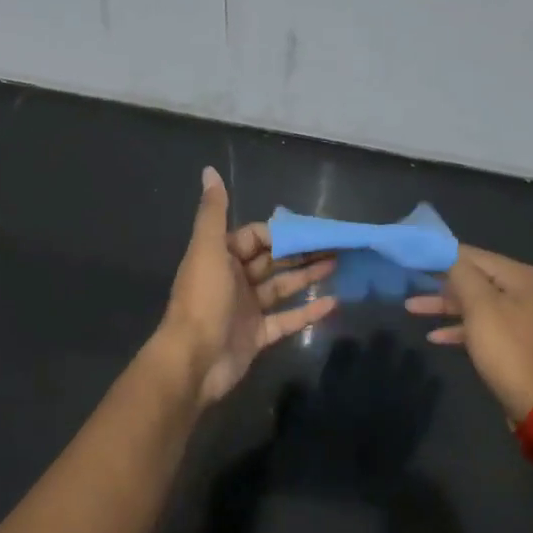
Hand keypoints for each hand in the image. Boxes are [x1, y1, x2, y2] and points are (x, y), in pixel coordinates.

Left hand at [158, 167, 337, 404]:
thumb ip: (213, 212)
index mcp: (221, 257)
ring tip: (339, 265)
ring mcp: (247, 310)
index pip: (256, 237)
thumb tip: (209, 170)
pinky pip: (287, 320)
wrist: (193, 361)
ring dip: (308, 276)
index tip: (313, 228)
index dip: (283, 232)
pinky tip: (334, 302)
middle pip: (273, 261)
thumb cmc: (202, 300)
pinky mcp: (258, 336)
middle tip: (336, 245)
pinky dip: (308, 311)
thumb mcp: (207, 249)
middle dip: (301, 252)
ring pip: (282, 287)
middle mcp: (234, 280)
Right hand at [406, 246, 532, 421]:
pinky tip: (435, 337)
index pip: (475, 256)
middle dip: (442, 284)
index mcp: (522, 277)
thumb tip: (449, 255)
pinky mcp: (516, 342)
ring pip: (477, 304)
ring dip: (446, 307)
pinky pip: (484, 326)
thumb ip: (463, 276)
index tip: (415, 256)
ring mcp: (522, 318)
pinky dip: (461, 328)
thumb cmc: (508, 350)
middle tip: (409, 281)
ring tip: (411, 308)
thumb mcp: (482, 308)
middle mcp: (526, 292)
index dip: (444, 255)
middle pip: (476, 279)